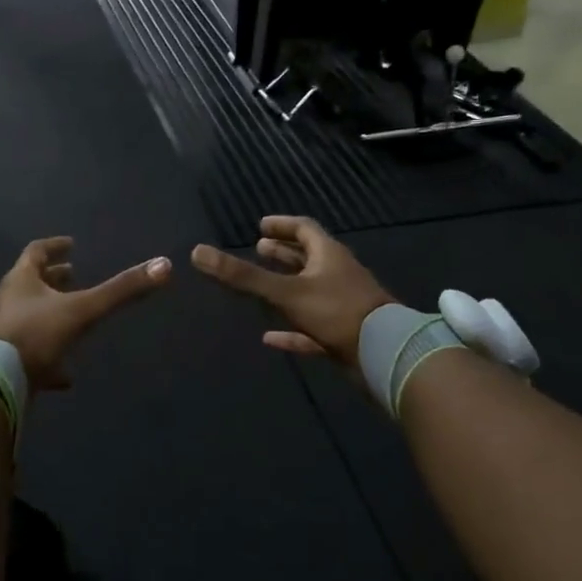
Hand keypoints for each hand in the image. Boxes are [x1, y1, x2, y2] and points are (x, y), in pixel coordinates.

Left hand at [0, 237, 172, 391]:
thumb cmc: (37, 334)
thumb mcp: (84, 310)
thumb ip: (121, 290)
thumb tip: (164, 264)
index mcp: (22, 281)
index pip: (36, 252)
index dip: (54, 246)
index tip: (70, 244)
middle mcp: (12, 302)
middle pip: (31, 283)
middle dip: (53, 278)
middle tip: (73, 274)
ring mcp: (8, 333)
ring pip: (31, 317)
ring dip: (51, 314)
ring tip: (74, 316)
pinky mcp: (9, 362)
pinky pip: (32, 355)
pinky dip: (51, 360)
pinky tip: (68, 375)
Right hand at [192, 216, 396, 366]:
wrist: (385, 355)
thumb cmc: (336, 312)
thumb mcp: (285, 292)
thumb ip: (242, 276)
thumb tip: (196, 252)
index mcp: (328, 255)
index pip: (304, 229)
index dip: (281, 225)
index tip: (260, 226)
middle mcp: (337, 275)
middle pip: (308, 258)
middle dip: (283, 254)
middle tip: (258, 249)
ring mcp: (342, 306)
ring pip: (310, 291)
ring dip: (286, 288)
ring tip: (260, 288)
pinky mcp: (343, 335)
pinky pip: (312, 328)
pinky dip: (291, 330)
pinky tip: (270, 338)